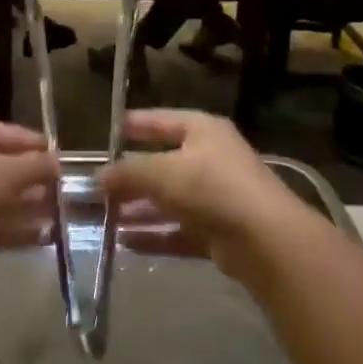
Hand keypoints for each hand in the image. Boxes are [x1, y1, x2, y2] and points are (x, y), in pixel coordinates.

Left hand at [0, 118, 57, 280]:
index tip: (67, 162)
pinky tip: (44, 238)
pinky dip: (16, 230)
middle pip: (7, 167)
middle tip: (67, 193)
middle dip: (36, 180)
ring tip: (61, 216)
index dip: (41, 147)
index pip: (14, 134)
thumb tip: (57, 162)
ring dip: (29, 207)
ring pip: (1, 198)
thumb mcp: (10, 172)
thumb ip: (38, 166)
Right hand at [100, 110, 309, 278]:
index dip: (134, 125)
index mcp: (202, 131)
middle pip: (162, 164)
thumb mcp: (162, 172)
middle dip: (130, 177)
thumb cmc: (212, 187)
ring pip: (169, 201)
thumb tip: (99, 176)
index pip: (161, 120)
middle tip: (96, 187)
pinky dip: (154, 236)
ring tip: (103, 219)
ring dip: (138, 210)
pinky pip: (178, 230)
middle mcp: (210, 159)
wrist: (266, 240)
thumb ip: (128, 172)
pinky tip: (125, 243)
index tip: (107, 132)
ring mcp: (216, 197)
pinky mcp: (218, 232)